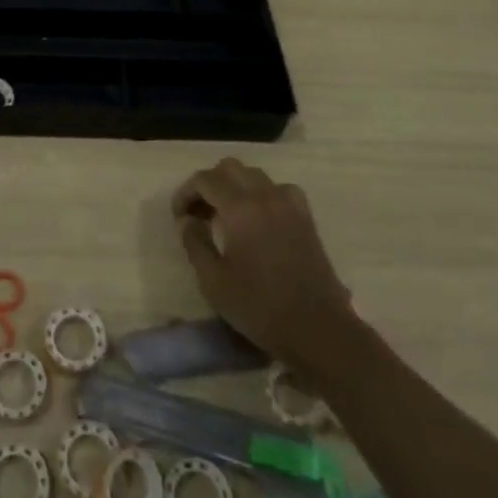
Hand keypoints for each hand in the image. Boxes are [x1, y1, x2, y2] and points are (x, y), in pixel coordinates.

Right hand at [172, 158, 355, 373]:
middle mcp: (264, 195)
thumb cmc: (260, 307)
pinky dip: (262, 193)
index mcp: (240, 208)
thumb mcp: (213, 281)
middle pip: (229, 168)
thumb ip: (194, 243)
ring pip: (254, 174)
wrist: (318, 330)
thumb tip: (187, 220)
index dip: (186, 192)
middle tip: (199, 213)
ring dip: (235, 185)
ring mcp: (289, 204)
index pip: (205, 179)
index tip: (179, 216)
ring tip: (226, 214)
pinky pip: (278, 188)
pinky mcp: (305, 217)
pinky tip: (260, 217)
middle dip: (209, 184)